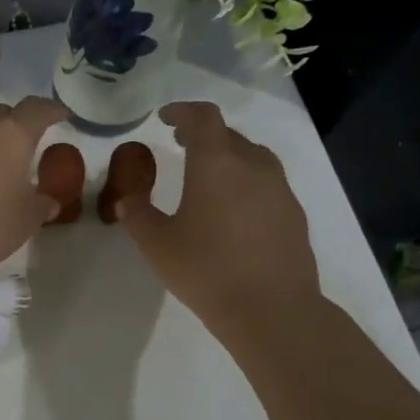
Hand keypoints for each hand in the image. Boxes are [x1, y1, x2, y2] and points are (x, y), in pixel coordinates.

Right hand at [115, 101, 319, 329]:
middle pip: (228, 134)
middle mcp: (252, 165)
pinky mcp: (293, 213)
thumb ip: (137, 215)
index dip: (182, 111)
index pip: (202, 118)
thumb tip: (126, 199)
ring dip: (227, 155)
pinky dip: (245, 181)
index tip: (165, 117)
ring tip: (207, 174)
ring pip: (251, 156)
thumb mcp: (157, 244)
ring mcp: (279, 188)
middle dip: (202, 134)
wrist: (271, 308)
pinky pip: (266, 182)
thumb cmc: (206, 270)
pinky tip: (232, 209)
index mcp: (216, 163)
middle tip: (179, 143)